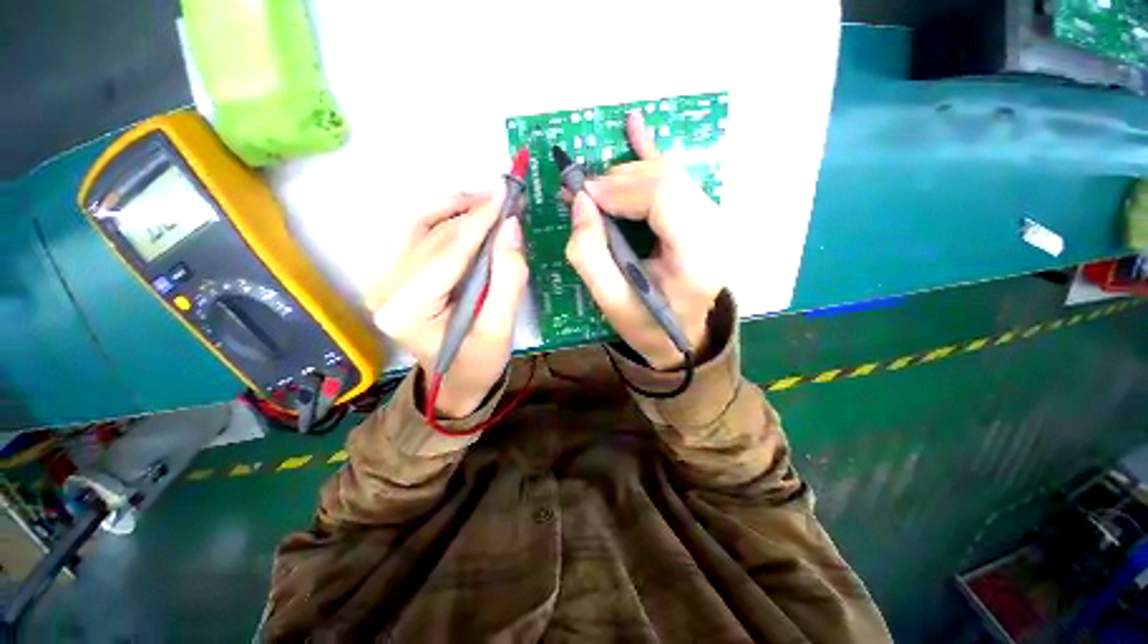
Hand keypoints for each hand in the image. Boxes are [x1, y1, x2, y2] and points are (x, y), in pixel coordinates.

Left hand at [365, 192, 527, 417]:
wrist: (454, 382)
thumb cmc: (479, 362)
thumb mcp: (501, 328)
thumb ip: (508, 278)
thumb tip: (511, 227)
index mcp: (406, 310)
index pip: (446, 253)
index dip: (478, 221)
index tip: (505, 193)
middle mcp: (384, 290)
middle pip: (431, 236)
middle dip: (470, 211)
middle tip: (504, 195)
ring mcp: (384, 281)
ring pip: (420, 228)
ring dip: (455, 209)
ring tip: (488, 201)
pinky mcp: (393, 277)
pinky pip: (418, 236)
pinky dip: (445, 219)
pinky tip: (468, 214)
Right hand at [565, 112, 724, 369]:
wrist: (681, 338)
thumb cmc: (646, 326)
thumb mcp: (610, 302)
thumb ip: (588, 254)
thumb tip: (581, 202)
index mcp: (696, 259)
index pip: (663, 196)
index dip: (619, 187)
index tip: (583, 196)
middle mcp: (713, 232)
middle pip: (667, 179)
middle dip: (618, 179)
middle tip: (583, 194)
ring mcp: (711, 222)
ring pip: (668, 175)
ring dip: (626, 174)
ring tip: (594, 187)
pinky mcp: (700, 218)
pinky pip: (676, 178)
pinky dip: (651, 153)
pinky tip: (634, 125)